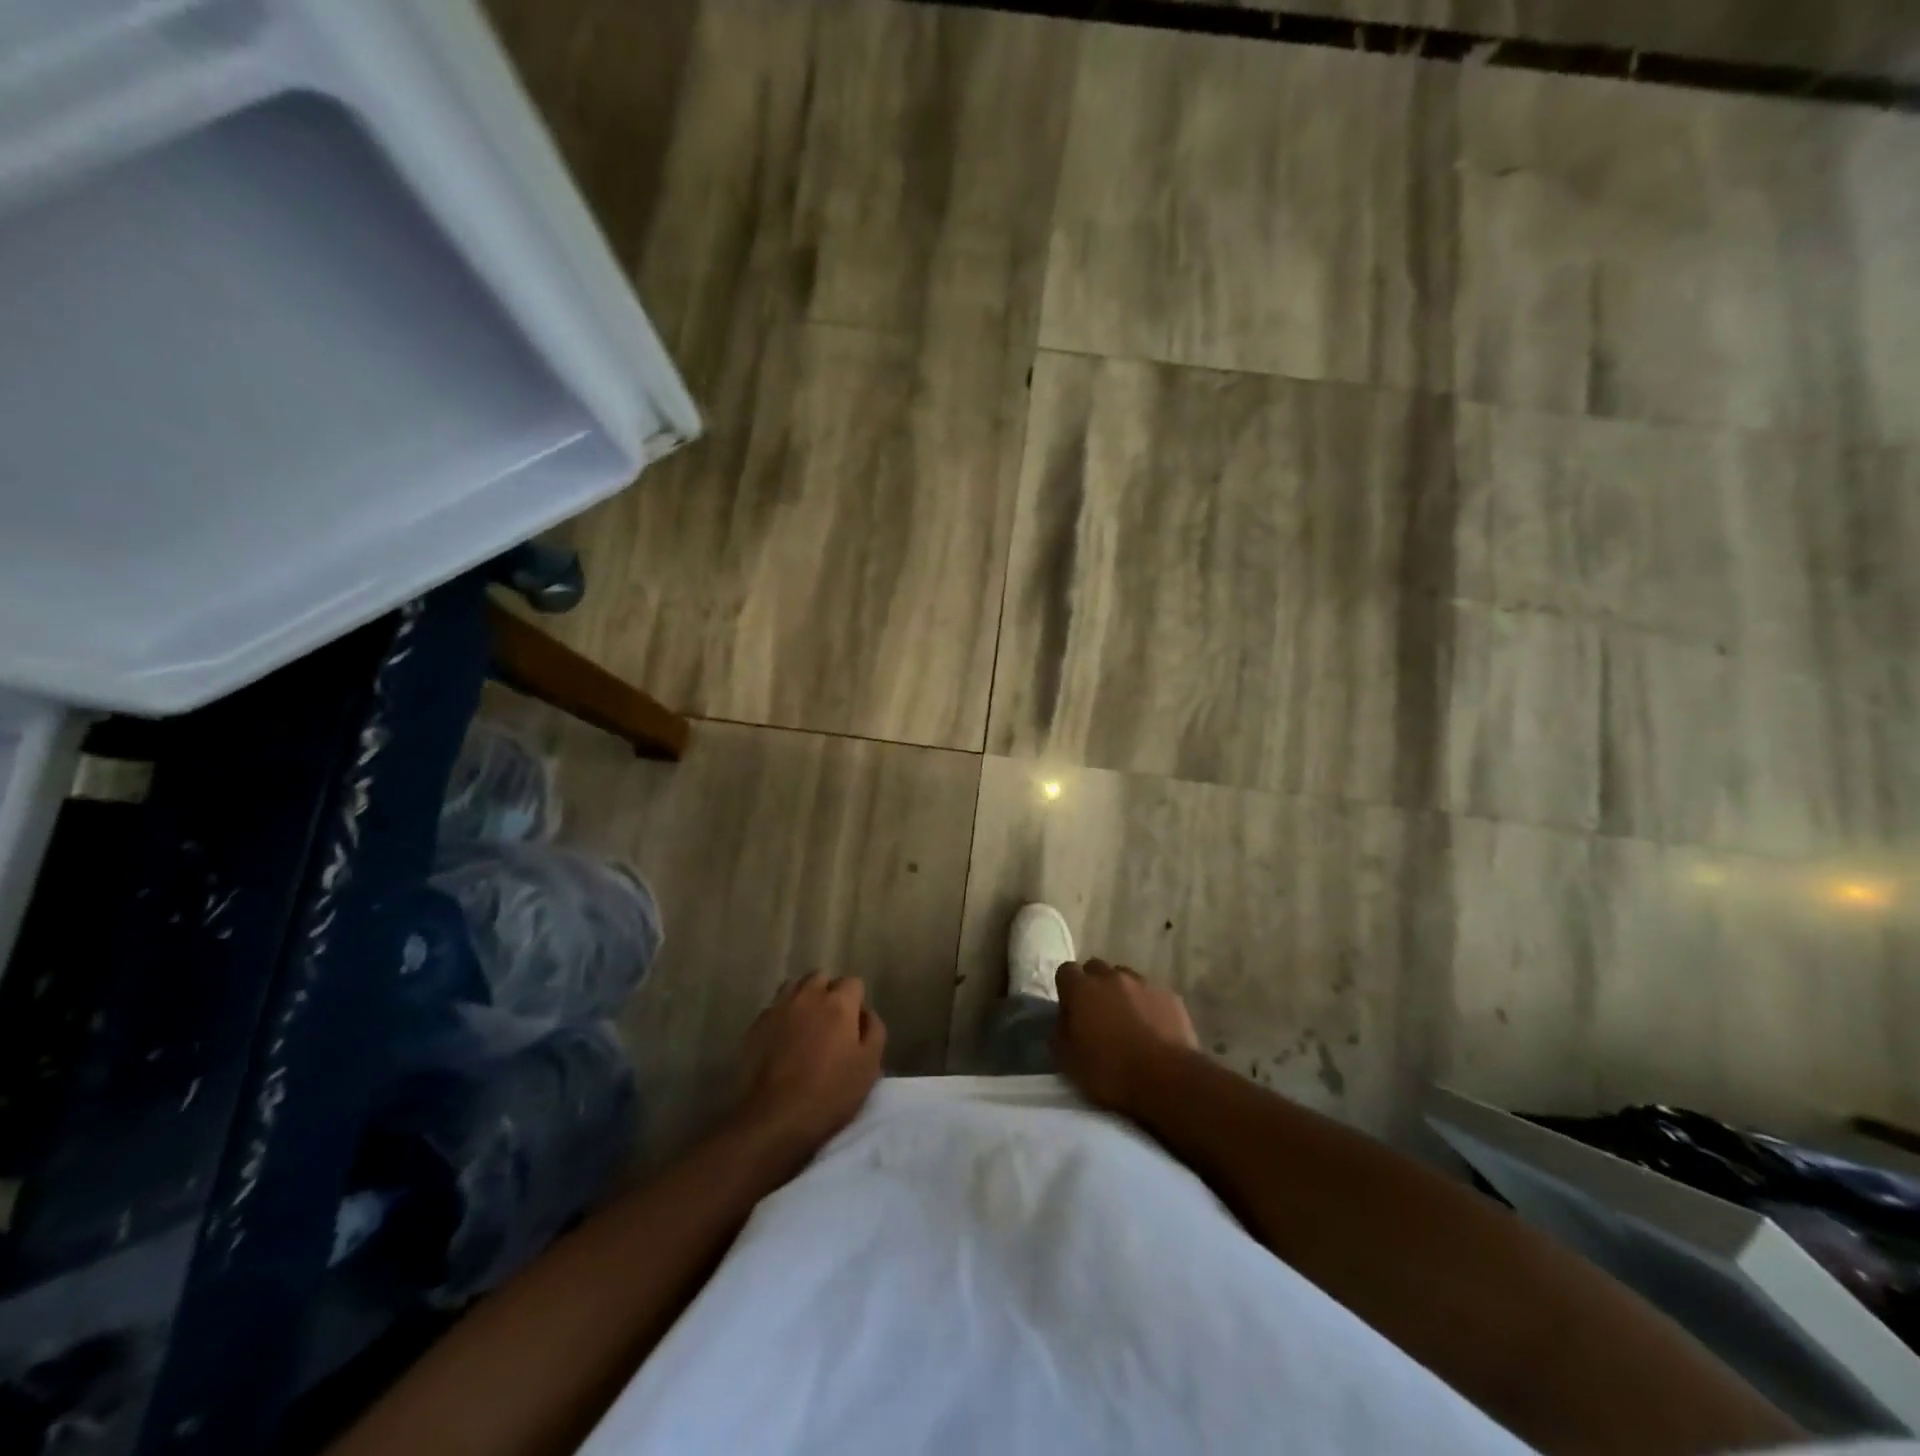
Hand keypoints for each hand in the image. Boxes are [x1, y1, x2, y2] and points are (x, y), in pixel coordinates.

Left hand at [738, 973, 885, 1156]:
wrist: (773, 1119)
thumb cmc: (829, 1094)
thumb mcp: (869, 1066)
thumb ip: (874, 1030)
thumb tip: (865, 1012)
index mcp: (838, 1003)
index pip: (853, 982)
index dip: (856, 1002)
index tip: (855, 1026)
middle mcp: (807, 996)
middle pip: (821, 978)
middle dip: (829, 993)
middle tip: (832, 1024)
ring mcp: (778, 1008)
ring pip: (794, 987)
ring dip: (804, 999)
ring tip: (806, 1026)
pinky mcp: (755, 1025)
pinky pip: (774, 1008)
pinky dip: (783, 1016)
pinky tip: (784, 1040)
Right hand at [1055, 959, 1198, 1113]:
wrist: (1166, 1079)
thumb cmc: (1110, 1071)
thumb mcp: (1068, 1061)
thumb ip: (1060, 1032)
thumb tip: (1065, 1020)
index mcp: (1082, 989)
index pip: (1066, 971)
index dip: (1066, 989)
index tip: (1070, 1010)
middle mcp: (1112, 977)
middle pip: (1096, 969)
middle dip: (1093, 986)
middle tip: (1097, 1014)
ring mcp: (1143, 984)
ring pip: (1126, 978)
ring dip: (1122, 993)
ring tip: (1127, 1021)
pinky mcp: (1170, 996)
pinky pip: (1152, 994)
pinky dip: (1147, 1005)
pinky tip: (1152, 1029)